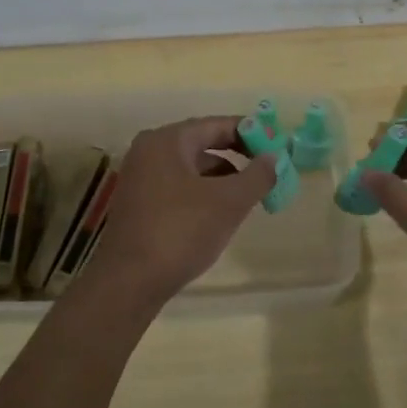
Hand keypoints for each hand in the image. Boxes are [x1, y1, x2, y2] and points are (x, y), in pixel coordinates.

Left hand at [83, 116, 276, 305]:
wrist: (130, 282)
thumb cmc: (181, 231)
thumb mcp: (229, 202)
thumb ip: (257, 175)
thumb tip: (274, 157)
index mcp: (167, 141)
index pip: (217, 125)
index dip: (250, 133)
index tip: (276, 147)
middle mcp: (149, 152)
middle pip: (203, 144)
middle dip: (238, 156)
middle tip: (268, 171)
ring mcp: (141, 179)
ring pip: (192, 169)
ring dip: (223, 178)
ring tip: (250, 196)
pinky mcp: (140, 205)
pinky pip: (180, 188)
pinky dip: (204, 194)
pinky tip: (222, 214)